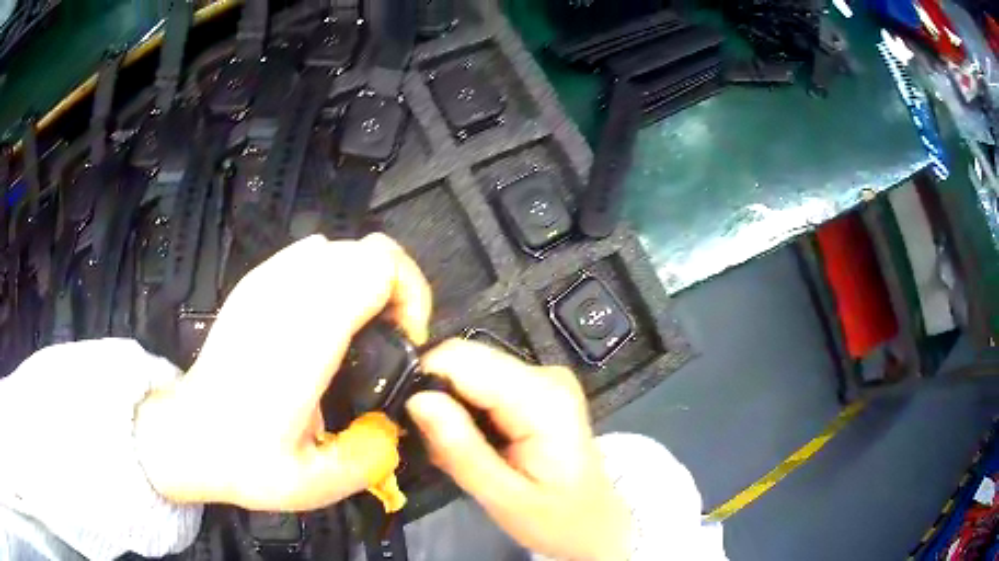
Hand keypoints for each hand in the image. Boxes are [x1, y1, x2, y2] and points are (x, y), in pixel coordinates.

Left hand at [134, 234, 431, 510]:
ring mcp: (266, 283)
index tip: (405, 340)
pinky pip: (310, 255)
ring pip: (341, 248)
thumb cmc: (244, 460)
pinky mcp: (254, 285)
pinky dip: (333, 276)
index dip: (409, 295)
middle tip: (388, 340)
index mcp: (304, 337)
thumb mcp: (316, 484)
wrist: (187, 435)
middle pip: (367, 249)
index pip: (378, 267)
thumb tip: (393, 425)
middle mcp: (286, 295)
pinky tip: (323, 320)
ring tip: (358, 332)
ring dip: (364, 282)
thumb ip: (370, 456)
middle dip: (396, 289)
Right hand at [406, 339, 631, 560]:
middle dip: (438, 398)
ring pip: (470, 372)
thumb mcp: (503, 497)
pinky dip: (469, 413)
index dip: (426, 380)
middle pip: (466, 360)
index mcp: (542, 398)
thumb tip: (416, 399)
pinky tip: (477, 445)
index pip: (462, 358)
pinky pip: (484, 385)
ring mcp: (543, 378)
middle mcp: (545, 374)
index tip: (411, 421)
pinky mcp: (537, 388)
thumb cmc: (557, 519)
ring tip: (458, 453)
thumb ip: (460, 449)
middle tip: (437, 447)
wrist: (595, 524)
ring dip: (452, 409)